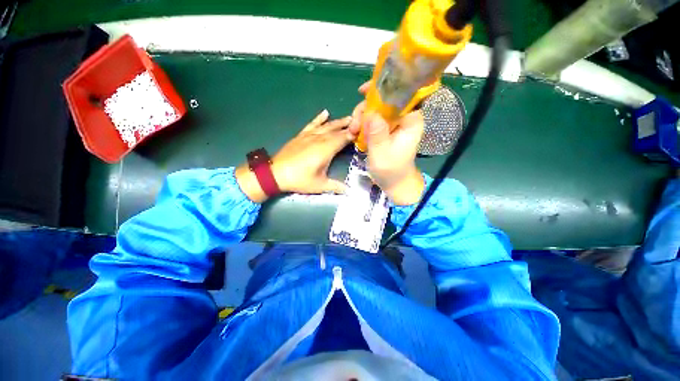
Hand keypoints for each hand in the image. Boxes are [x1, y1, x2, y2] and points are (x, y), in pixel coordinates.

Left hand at [236, 110, 352, 202]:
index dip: (353, 134)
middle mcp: (319, 139)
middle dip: (348, 125)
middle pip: (336, 130)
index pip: (343, 138)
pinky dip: (319, 118)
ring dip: (338, 121)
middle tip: (359, 121)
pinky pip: (312, 124)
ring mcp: (309, 135)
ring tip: (348, 117)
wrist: (276, 173)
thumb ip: (336, 187)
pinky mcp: (301, 135)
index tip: (363, 130)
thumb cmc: (299, 179)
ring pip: (326, 126)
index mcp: (326, 149)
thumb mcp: (320, 185)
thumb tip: (350, 191)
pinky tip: (325, 112)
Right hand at [348, 82, 425, 205]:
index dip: (383, 87)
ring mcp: (394, 123)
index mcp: (410, 121)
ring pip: (376, 110)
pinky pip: (373, 120)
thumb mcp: (382, 154)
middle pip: (383, 101)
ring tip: (353, 133)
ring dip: (361, 118)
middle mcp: (404, 118)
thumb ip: (378, 134)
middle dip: (365, 110)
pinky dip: (362, 124)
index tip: (363, 91)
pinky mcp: (386, 129)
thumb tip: (371, 113)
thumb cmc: (391, 171)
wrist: (394, 182)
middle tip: (354, 126)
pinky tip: (356, 134)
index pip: (401, 93)